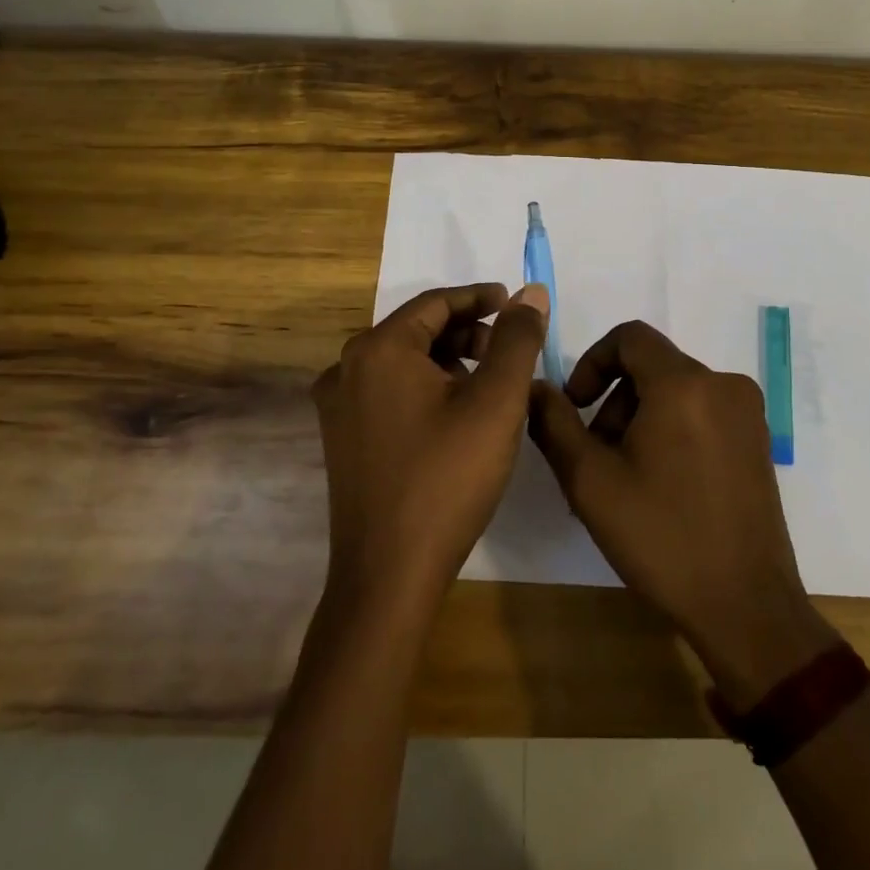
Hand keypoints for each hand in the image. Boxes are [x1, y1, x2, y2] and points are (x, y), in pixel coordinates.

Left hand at [312, 282, 549, 616]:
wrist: (388, 577)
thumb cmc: (447, 479)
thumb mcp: (496, 402)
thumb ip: (517, 339)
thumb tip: (531, 292)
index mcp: (378, 349)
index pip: (436, 303)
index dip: (480, 298)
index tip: (515, 304)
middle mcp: (347, 368)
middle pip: (417, 330)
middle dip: (467, 333)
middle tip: (509, 350)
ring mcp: (338, 406)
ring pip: (403, 363)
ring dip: (448, 362)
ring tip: (488, 386)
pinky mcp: (342, 439)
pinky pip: (388, 392)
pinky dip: (425, 389)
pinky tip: (455, 416)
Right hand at [528, 321, 835, 704]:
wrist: (746, 608)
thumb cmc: (662, 538)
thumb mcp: (590, 481)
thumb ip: (554, 423)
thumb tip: (535, 386)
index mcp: (684, 383)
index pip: (629, 337)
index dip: (592, 362)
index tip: (575, 406)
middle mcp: (723, 384)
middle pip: (651, 367)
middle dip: (614, 400)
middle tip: (595, 455)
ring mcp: (747, 413)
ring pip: (675, 391)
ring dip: (640, 418)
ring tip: (624, 477)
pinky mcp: (758, 441)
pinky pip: (702, 412)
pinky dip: (671, 430)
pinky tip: (659, 483)